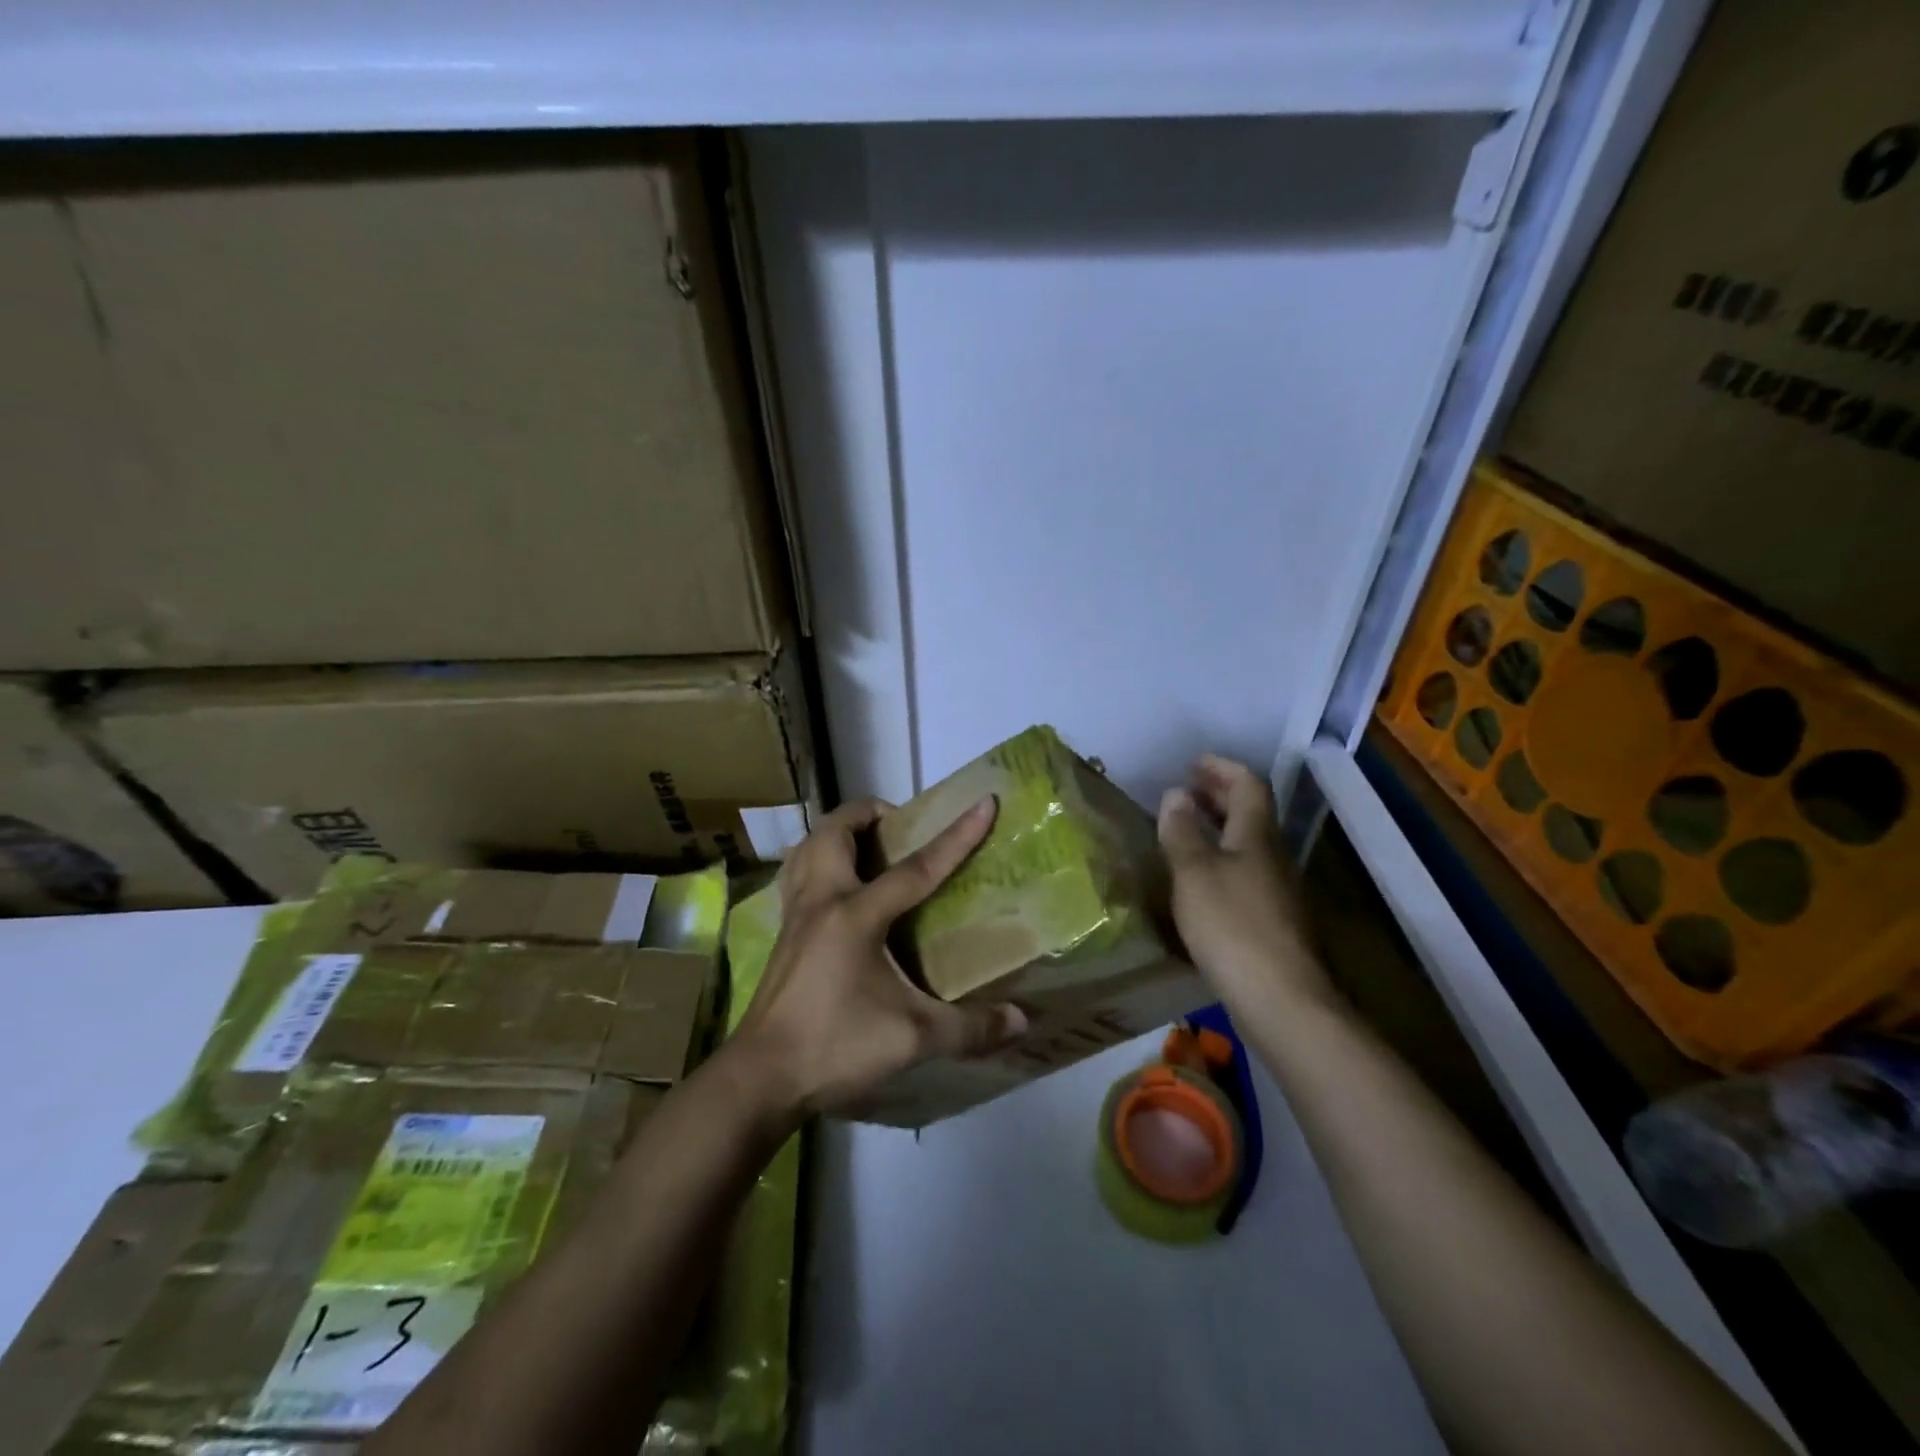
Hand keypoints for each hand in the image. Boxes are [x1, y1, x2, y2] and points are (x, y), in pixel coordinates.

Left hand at [729, 796, 1027, 1118]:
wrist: (761, 1076)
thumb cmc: (835, 1046)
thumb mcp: (912, 1039)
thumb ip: (969, 1028)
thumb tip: (1020, 1021)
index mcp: (856, 915)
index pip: (916, 867)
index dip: (956, 836)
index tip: (984, 803)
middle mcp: (822, 900)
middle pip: (836, 831)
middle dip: (871, 814)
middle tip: (901, 829)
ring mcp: (796, 914)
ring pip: (808, 846)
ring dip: (838, 833)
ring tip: (868, 846)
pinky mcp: (783, 933)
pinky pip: (797, 874)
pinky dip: (818, 861)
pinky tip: (837, 889)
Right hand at [1158, 755, 1334, 1016]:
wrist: (1280, 999)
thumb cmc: (1232, 926)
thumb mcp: (1194, 873)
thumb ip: (1182, 832)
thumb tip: (1176, 794)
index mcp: (1257, 836)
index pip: (1248, 785)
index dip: (1222, 769)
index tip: (1193, 763)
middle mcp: (1273, 856)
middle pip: (1251, 813)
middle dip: (1219, 795)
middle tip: (1186, 789)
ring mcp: (1277, 890)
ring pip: (1248, 844)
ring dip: (1219, 828)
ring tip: (1186, 828)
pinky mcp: (1272, 921)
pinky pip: (1245, 872)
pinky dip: (1222, 860)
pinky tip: (1200, 878)